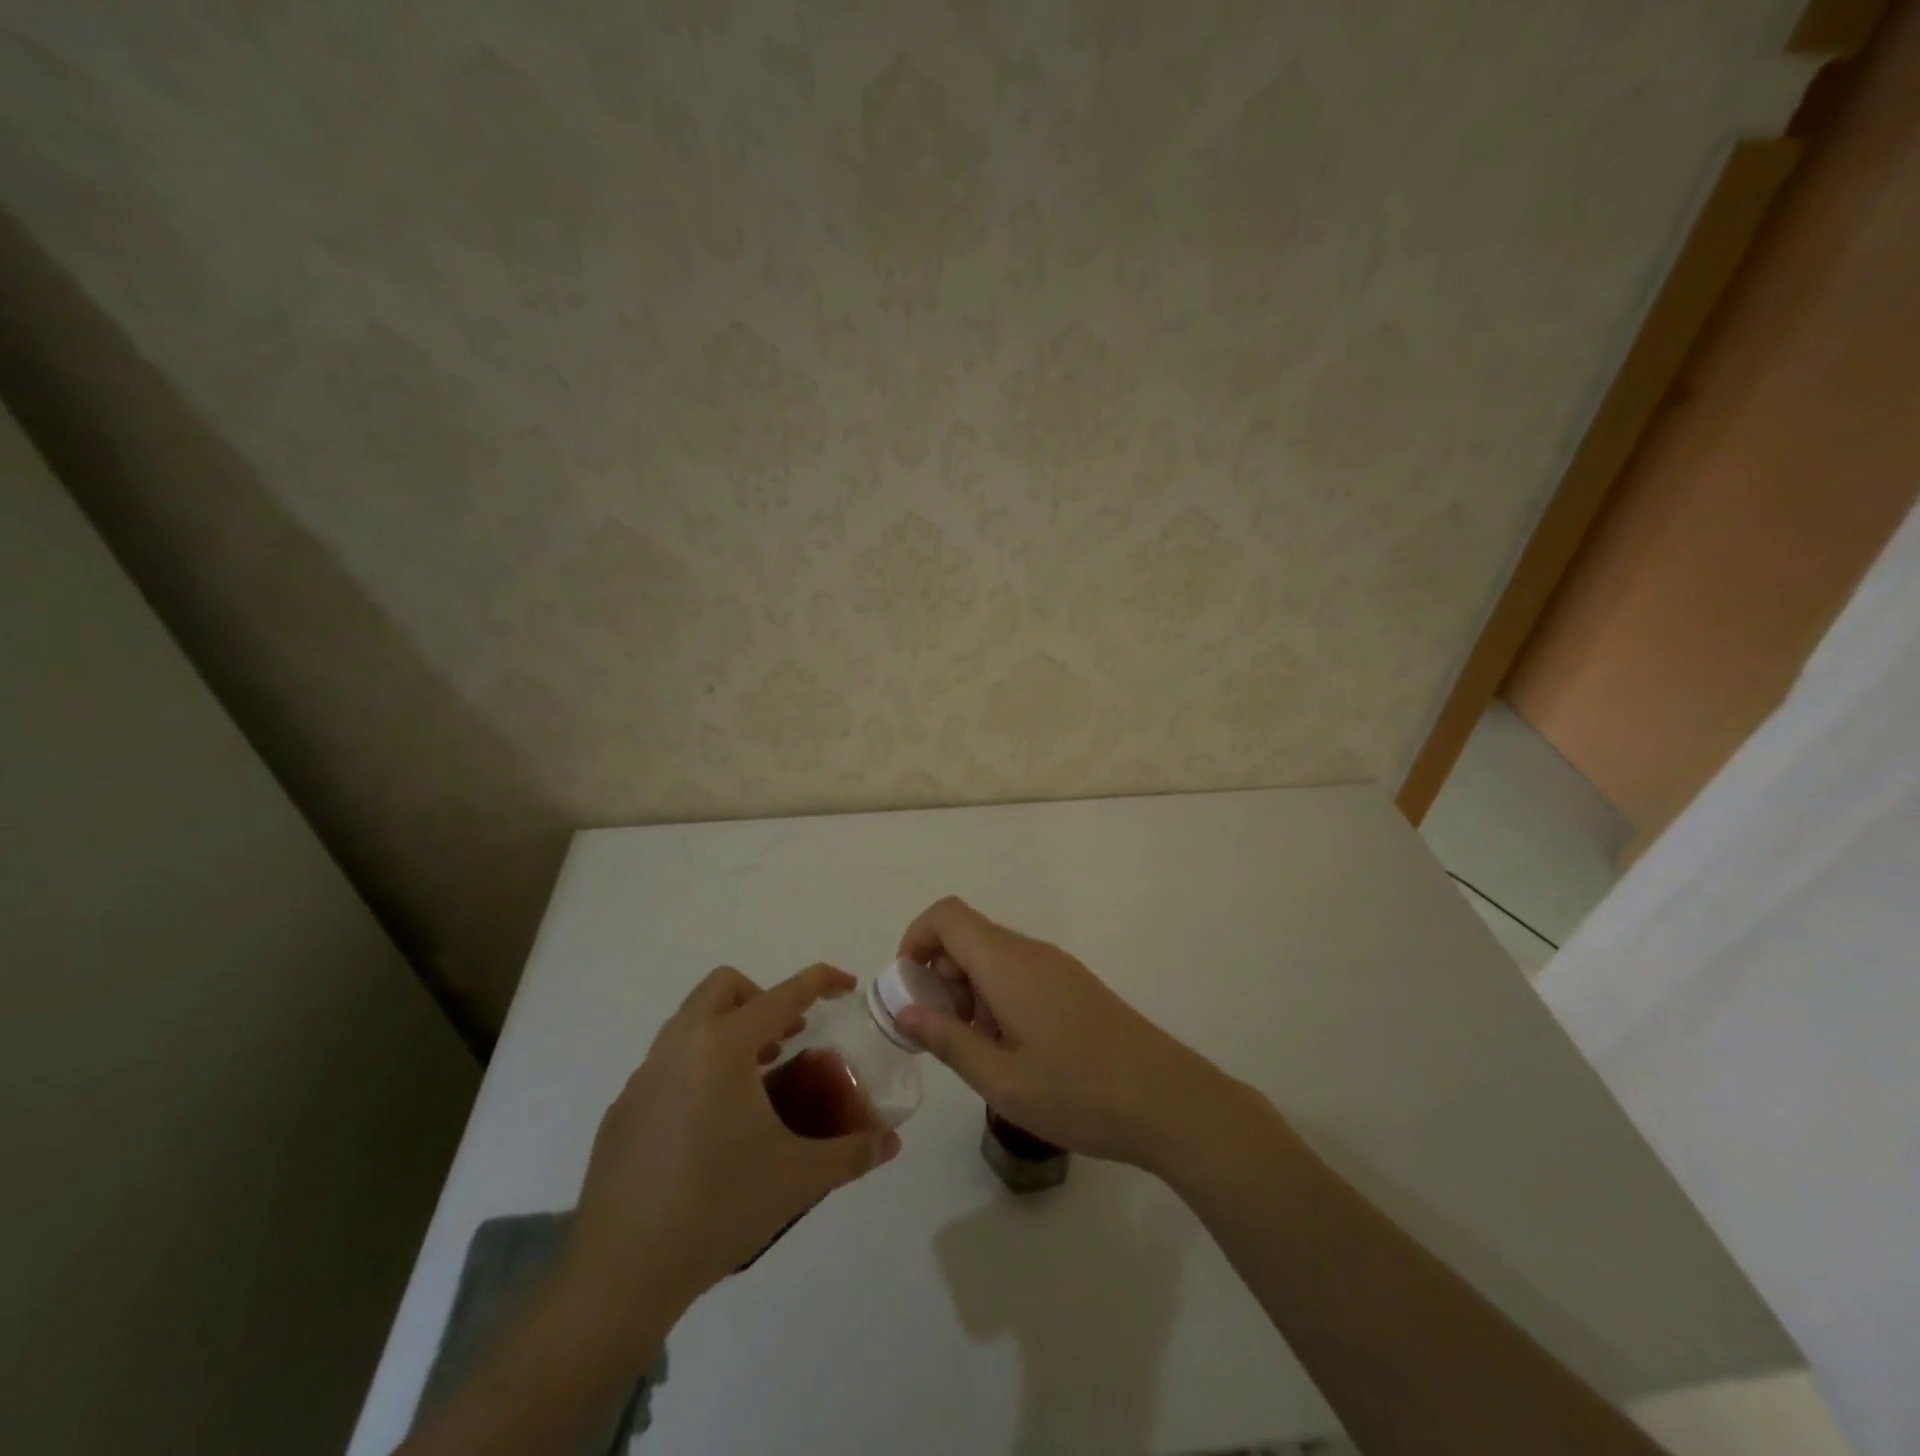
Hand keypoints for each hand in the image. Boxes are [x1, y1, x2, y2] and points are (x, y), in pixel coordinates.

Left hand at [567, 964, 899, 1345]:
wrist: (619, 1275)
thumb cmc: (718, 1209)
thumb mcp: (798, 1178)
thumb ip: (852, 1152)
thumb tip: (891, 1142)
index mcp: (723, 1047)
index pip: (783, 994)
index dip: (820, 981)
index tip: (846, 985)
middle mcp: (679, 1046)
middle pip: (723, 988)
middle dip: (762, 999)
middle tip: (787, 1040)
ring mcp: (643, 1077)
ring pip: (691, 1022)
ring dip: (730, 1032)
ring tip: (756, 1082)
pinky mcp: (622, 1110)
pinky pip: (668, 1063)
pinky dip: (699, 1068)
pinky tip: (710, 1128)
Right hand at [892, 897, 1233, 1172]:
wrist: (1167, 1100)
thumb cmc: (1078, 1092)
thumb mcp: (1001, 1079)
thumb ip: (947, 1039)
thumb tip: (904, 1009)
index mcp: (1008, 964)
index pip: (947, 916)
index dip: (916, 939)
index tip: (908, 988)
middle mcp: (1031, 952)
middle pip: (968, 935)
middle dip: (940, 974)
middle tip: (944, 1032)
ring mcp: (1057, 966)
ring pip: (993, 955)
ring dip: (969, 989)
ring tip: (979, 1049)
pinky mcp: (1073, 984)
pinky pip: (1019, 972)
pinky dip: (997, 996)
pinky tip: (1012, 1048)